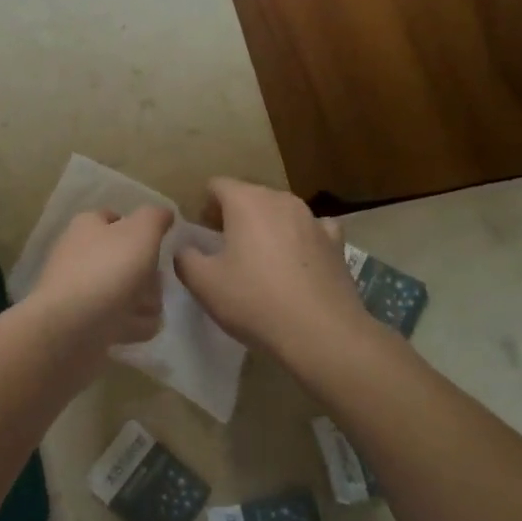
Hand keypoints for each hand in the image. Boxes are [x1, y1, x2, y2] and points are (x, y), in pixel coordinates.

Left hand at [27, 206, 171, 346]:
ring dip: (145, 302)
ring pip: (125, 291)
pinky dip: (132, 325)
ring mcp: (81, 290)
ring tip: (147, 310)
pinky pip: (119, 320)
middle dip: (149, 275)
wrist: (71, 328)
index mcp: (88, 227)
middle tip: (155, 284)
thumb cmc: (108, 270)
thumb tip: (164, 213)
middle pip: (126, 259)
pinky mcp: (84, 323)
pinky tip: (137, 329)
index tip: (158, 246)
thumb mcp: (140, 232)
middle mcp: (80, 254)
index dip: (140, 230)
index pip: (116, 218)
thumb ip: (155, 218)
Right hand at [173, 179, 362, 356]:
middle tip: (225, 250)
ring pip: (279, 212)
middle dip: (234, 216)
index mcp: (246, 201)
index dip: (204, 207)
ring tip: (260, 261)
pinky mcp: (336, 242)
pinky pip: (311, 230)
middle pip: (249, 196)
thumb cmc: (255, 301)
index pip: (216, 185)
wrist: (323, 334)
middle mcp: (281, 199)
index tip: (202, 236)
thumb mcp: (203, 283)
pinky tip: (297, 262)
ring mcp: (313, 219)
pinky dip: (300, 239)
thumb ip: (185, 257)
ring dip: (266, 227)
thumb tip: (185, 248)